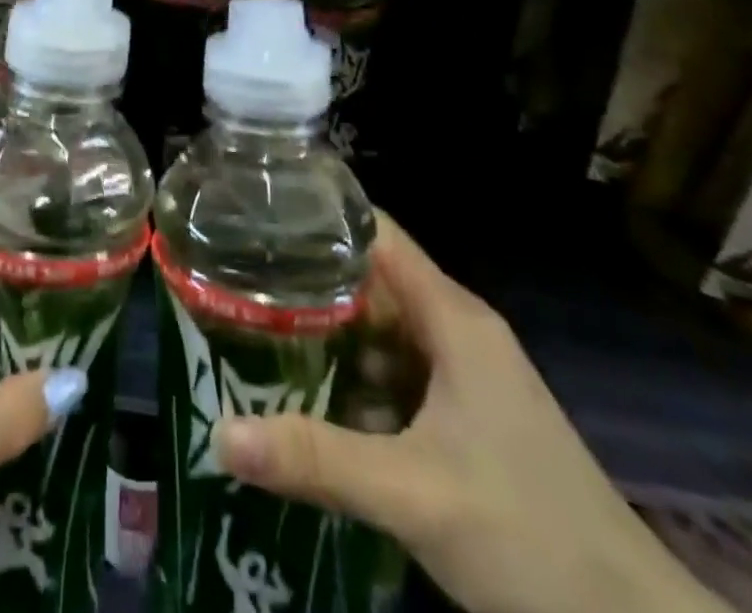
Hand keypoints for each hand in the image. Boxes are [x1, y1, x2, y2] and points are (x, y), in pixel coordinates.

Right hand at [215, 216, 727, 612]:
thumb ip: (316, 458)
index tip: (256, 213)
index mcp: (452, 318)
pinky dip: (352, 375)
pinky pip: (395, 373)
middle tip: (236, 278)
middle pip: (370, 280)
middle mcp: (457, 331)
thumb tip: (220, 432)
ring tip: (253, 326)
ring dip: (326, 331)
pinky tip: (308, 395)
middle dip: (307, 278)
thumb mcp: (413, 494)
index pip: (375, 233)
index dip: (319, 215)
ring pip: (380, 331)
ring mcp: (465, 376)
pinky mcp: (465, 417)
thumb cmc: (531, 539)